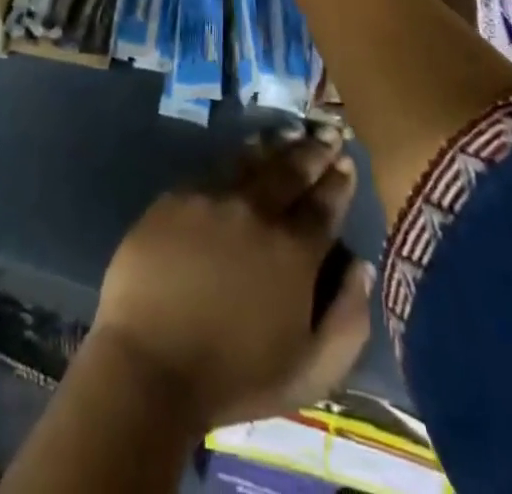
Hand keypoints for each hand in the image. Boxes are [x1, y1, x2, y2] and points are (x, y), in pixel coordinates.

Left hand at [89, 127, 374, 428]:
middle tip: (326, 134)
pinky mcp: (177, 195)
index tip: (346, 162)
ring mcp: (213, 197)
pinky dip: (236, 158)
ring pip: (251, 161)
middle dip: (313, 152)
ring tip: (288, 135)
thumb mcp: (310, 372)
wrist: (151, 361)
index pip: (324, 205)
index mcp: (293, 251)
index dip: (339, 182)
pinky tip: (241, 157)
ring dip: (275, 147)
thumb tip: (360, 267)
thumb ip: (348, 320)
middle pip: (291, 170)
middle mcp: (256, 211)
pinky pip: (214, 169)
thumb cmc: (234, 377)